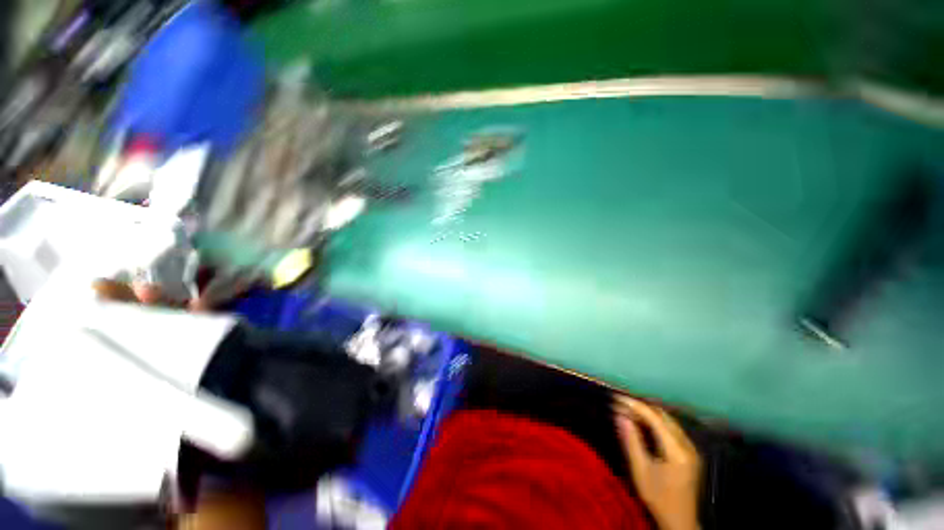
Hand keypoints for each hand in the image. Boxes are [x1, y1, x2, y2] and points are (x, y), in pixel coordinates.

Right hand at [614, 396, 701, 529]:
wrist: (680, 521)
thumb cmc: (658, 497)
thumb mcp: (640, 471)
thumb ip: (631, 441)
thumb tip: (619, 415)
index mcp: (677, 451)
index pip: (655, 418)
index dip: (635, 405)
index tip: (617, 398)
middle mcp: (688, 445)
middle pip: (663, 416)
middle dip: (641, 407)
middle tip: (620, 405)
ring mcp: (691, 448)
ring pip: (668, 420)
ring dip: (648, 413)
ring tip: (628, 411)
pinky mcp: (690, 452)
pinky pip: (672, 428)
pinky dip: (655, 422)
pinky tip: (642, 424)